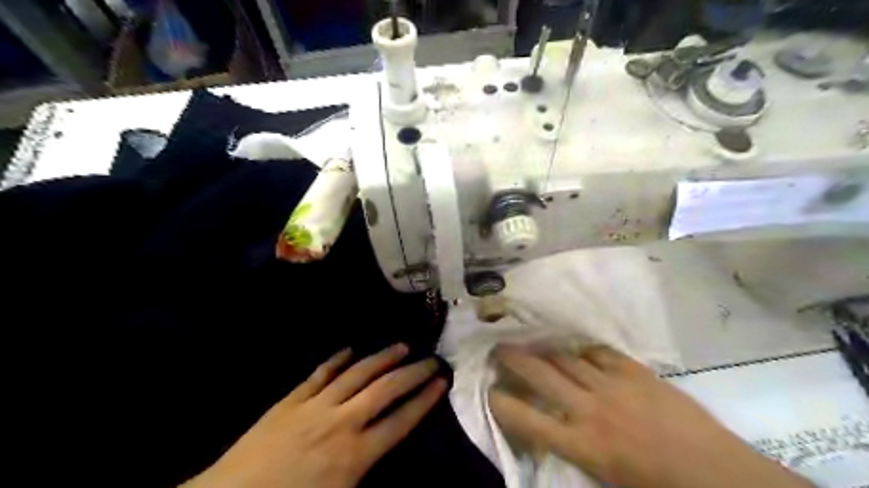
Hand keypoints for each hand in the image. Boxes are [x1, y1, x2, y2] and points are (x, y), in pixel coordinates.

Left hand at [188, 343, 446, 487]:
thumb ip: (368, 472)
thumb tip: (389, 448)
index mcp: (355, 455)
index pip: (401, 420)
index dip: (425, 400)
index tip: (442, 382)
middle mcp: (342, 422)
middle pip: (386, 390)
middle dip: (413, 373)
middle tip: (431, 359)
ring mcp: (315, 406)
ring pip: (357, 373)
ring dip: (382, 358)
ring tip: (401, 346)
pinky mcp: (292, 399)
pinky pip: (320, 373)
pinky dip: (337, 359)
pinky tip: (350, 348)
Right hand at [492, 345, 811, 487]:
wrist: (717, 475)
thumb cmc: (658, 487)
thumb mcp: (605, 480)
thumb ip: (574, 451)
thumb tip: (552, 429)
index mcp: (582, 445)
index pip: (528, 420)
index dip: (502, 403)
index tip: (489, 391)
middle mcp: (589, 409)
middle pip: (541, 374)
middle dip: (514, 358)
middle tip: (499, 346)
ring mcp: (613, 385)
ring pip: (567, 358)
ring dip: (544, 349)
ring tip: (530, 339)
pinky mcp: (635, 372)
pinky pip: (599, 352)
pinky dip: (583, 350)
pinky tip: (575, 347)